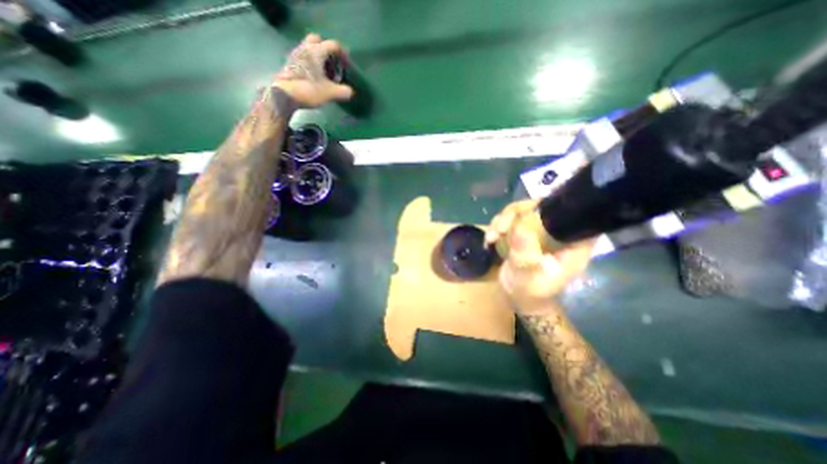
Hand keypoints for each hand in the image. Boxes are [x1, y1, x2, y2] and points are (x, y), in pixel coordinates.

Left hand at [275, 33, 352, 106]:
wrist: (284, 94)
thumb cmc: (309, 90)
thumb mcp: (330, 93)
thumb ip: (343, 91)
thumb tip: (350, 92)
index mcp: (317, 51)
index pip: (333, 45)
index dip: (343, 54)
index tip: (347, 66)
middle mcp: (305, 48)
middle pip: (318, 40)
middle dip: (327, 51)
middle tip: (333, 65)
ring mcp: (296, 54)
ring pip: (309, 49)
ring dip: (318, 58)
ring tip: (325, 74)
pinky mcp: (290, 63)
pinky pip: (303, 58)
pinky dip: (311, 64)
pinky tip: (315, 78)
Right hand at [485, 199, 594, 314]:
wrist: (517, 296)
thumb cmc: (529, 292)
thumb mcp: (528, 280)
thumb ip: (525, 260)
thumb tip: (521, 232)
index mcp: (571, 244)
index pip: (571, 214)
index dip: (553, 206)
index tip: (527, 214)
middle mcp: (557, 232)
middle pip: (541, 207)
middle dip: (517, 213)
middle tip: (500, 228)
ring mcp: (539, 230)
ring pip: (523, 210)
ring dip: (504, 219)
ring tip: (492, 236)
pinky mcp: (524, 231)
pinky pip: (511, 218)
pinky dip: (498, 225)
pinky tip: (490, 239)